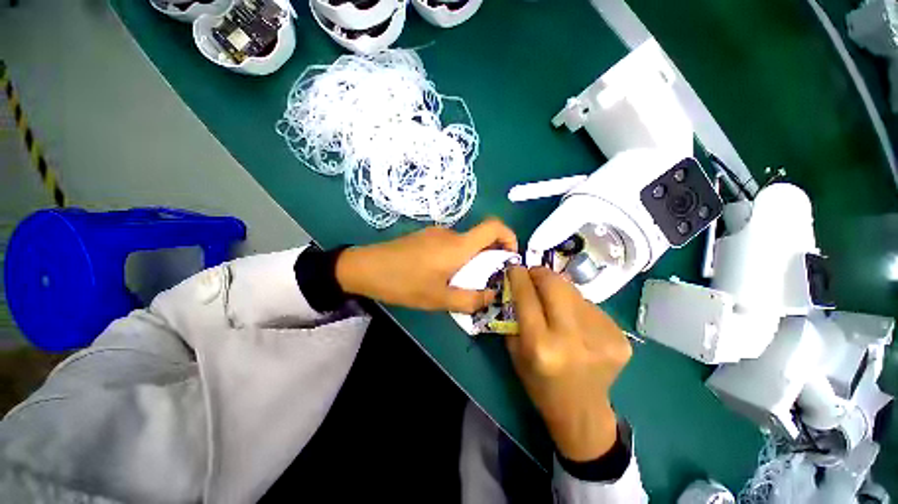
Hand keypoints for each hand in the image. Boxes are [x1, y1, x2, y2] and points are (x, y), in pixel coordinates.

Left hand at [335, 218, 517, 312]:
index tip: (509, 259)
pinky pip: (450, 245)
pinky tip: (441, 276)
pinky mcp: (425, 237)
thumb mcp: (439, 299)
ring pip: (465, 244)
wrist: (365, 268)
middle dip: (490, 258)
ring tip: (460, 283)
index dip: (509, 237)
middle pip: (481, 238)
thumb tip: (493, 295)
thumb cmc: (404, 282)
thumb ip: (470, 299)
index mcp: (459, 245)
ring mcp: (436, 233)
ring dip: (471, 261)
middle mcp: (451, 234)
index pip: (494, 226)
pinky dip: (456, 258)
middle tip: (484, 282)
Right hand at [506, 266, 631, 461]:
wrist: (581, 411)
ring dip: (559, 290)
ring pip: (574, 292)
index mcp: (541, 346)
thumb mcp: (515, 351)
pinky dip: (577, 306)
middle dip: (541, 273)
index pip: (527, 297)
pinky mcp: (620, 338)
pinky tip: (575, 322)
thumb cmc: (540, 382)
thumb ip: (515, 315)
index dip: (518, 276)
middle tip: (534, 275)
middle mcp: (572, 339)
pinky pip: (591, 306)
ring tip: (554, 301)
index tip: (514, 267)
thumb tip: (519, 284)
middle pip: (556, 285)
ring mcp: (601, 337)